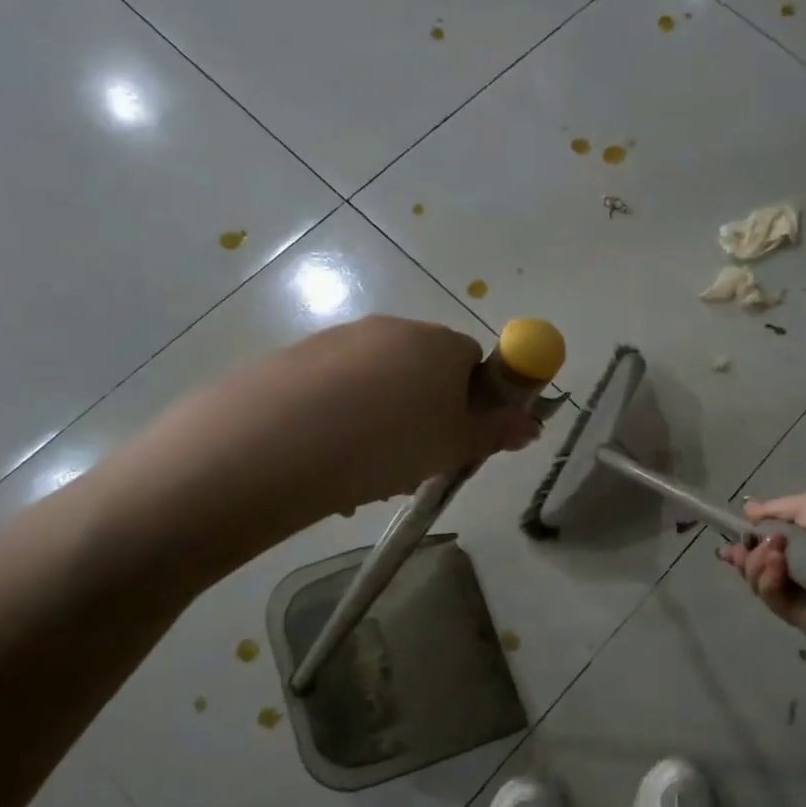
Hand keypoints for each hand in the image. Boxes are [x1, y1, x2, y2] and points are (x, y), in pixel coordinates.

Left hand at [89, 316, 539, 587]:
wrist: (273, 444)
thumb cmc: (387, 443)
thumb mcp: (454, 446)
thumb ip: (497, 432)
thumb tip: (532, 424)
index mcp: (436, 342)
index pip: (473, 362)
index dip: (470, 404)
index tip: (455, 441)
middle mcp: (389, 330)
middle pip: (423, 371)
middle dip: (424, 416)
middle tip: (412, 464)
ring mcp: (336, 342)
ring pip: (376, 387)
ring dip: (381, 425)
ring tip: (361, 476)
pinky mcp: (292, 361)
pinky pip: (334, 392)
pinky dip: (339, 422)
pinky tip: (324, 464)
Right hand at [721, 493, 805, 646]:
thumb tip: (756, 510)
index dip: (772, 522)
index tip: (742, 525)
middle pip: (788, 554)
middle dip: (760, 551)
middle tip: (742, 554)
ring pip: (783, 583)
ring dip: (764, 573)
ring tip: (767, 567)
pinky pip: (791, 611)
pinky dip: (776, 597)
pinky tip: (774, 585)